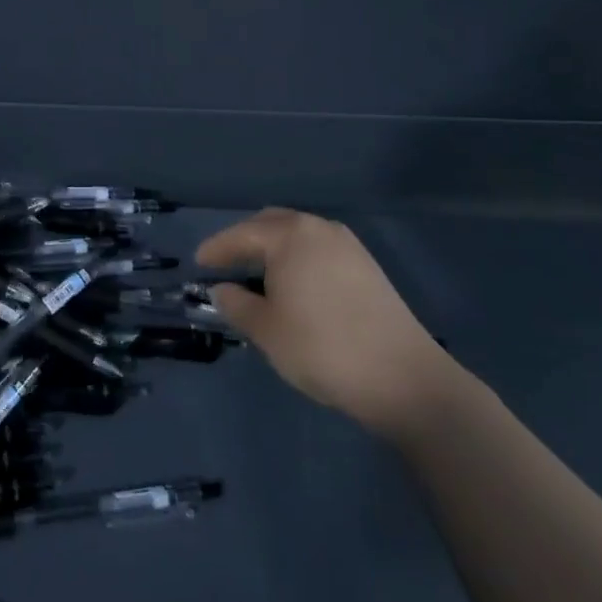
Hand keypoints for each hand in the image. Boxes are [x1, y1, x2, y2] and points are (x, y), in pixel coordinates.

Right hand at [198, 208, 457, 438]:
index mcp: (289, 235)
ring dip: (274, 249)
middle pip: (271, 224)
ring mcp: (348, 245)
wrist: (403, 378)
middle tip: (226, 264)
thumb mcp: (266, 330)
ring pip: (298, 235)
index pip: (241, 234)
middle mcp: (318, 228)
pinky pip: (319, 249)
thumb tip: (222, 289)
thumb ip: (236, 304)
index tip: (199, 263)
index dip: (217, 248)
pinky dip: (298, 259)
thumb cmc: (322, 348)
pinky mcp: (367, 266)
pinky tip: (294, 286)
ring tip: (258, 276)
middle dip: (246, 240)